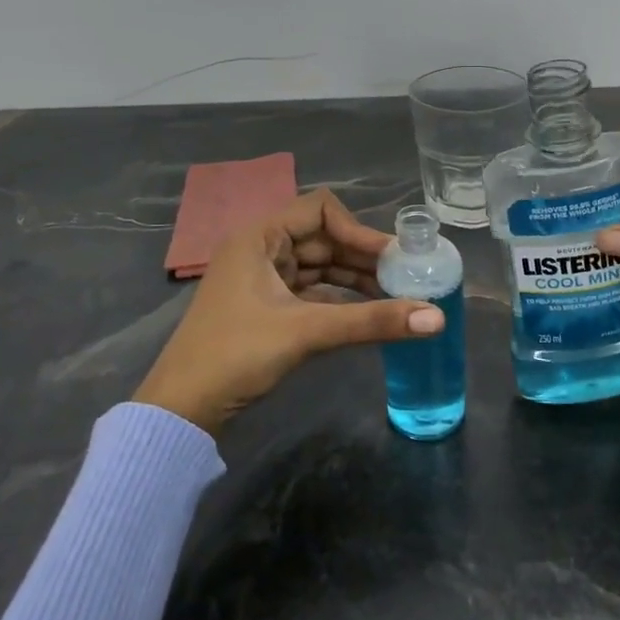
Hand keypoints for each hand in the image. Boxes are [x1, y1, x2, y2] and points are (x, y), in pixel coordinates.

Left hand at [134, 189, 444, 435]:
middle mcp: (260, 249)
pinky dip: (339, 299)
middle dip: (363, 257)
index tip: (393, 257)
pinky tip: (367, 313)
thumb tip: (438, 318)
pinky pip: (311, 291)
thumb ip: (372, 321)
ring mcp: (262, 279)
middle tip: (406, 279)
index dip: (359, 229)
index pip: (320, 210)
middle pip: (323, 238)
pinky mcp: (266, 308)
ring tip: (396, 297)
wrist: (182, 409)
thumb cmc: (236, 355)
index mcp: (259, 237)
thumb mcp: (306, 332)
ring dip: (354, 279)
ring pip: (319, 267)